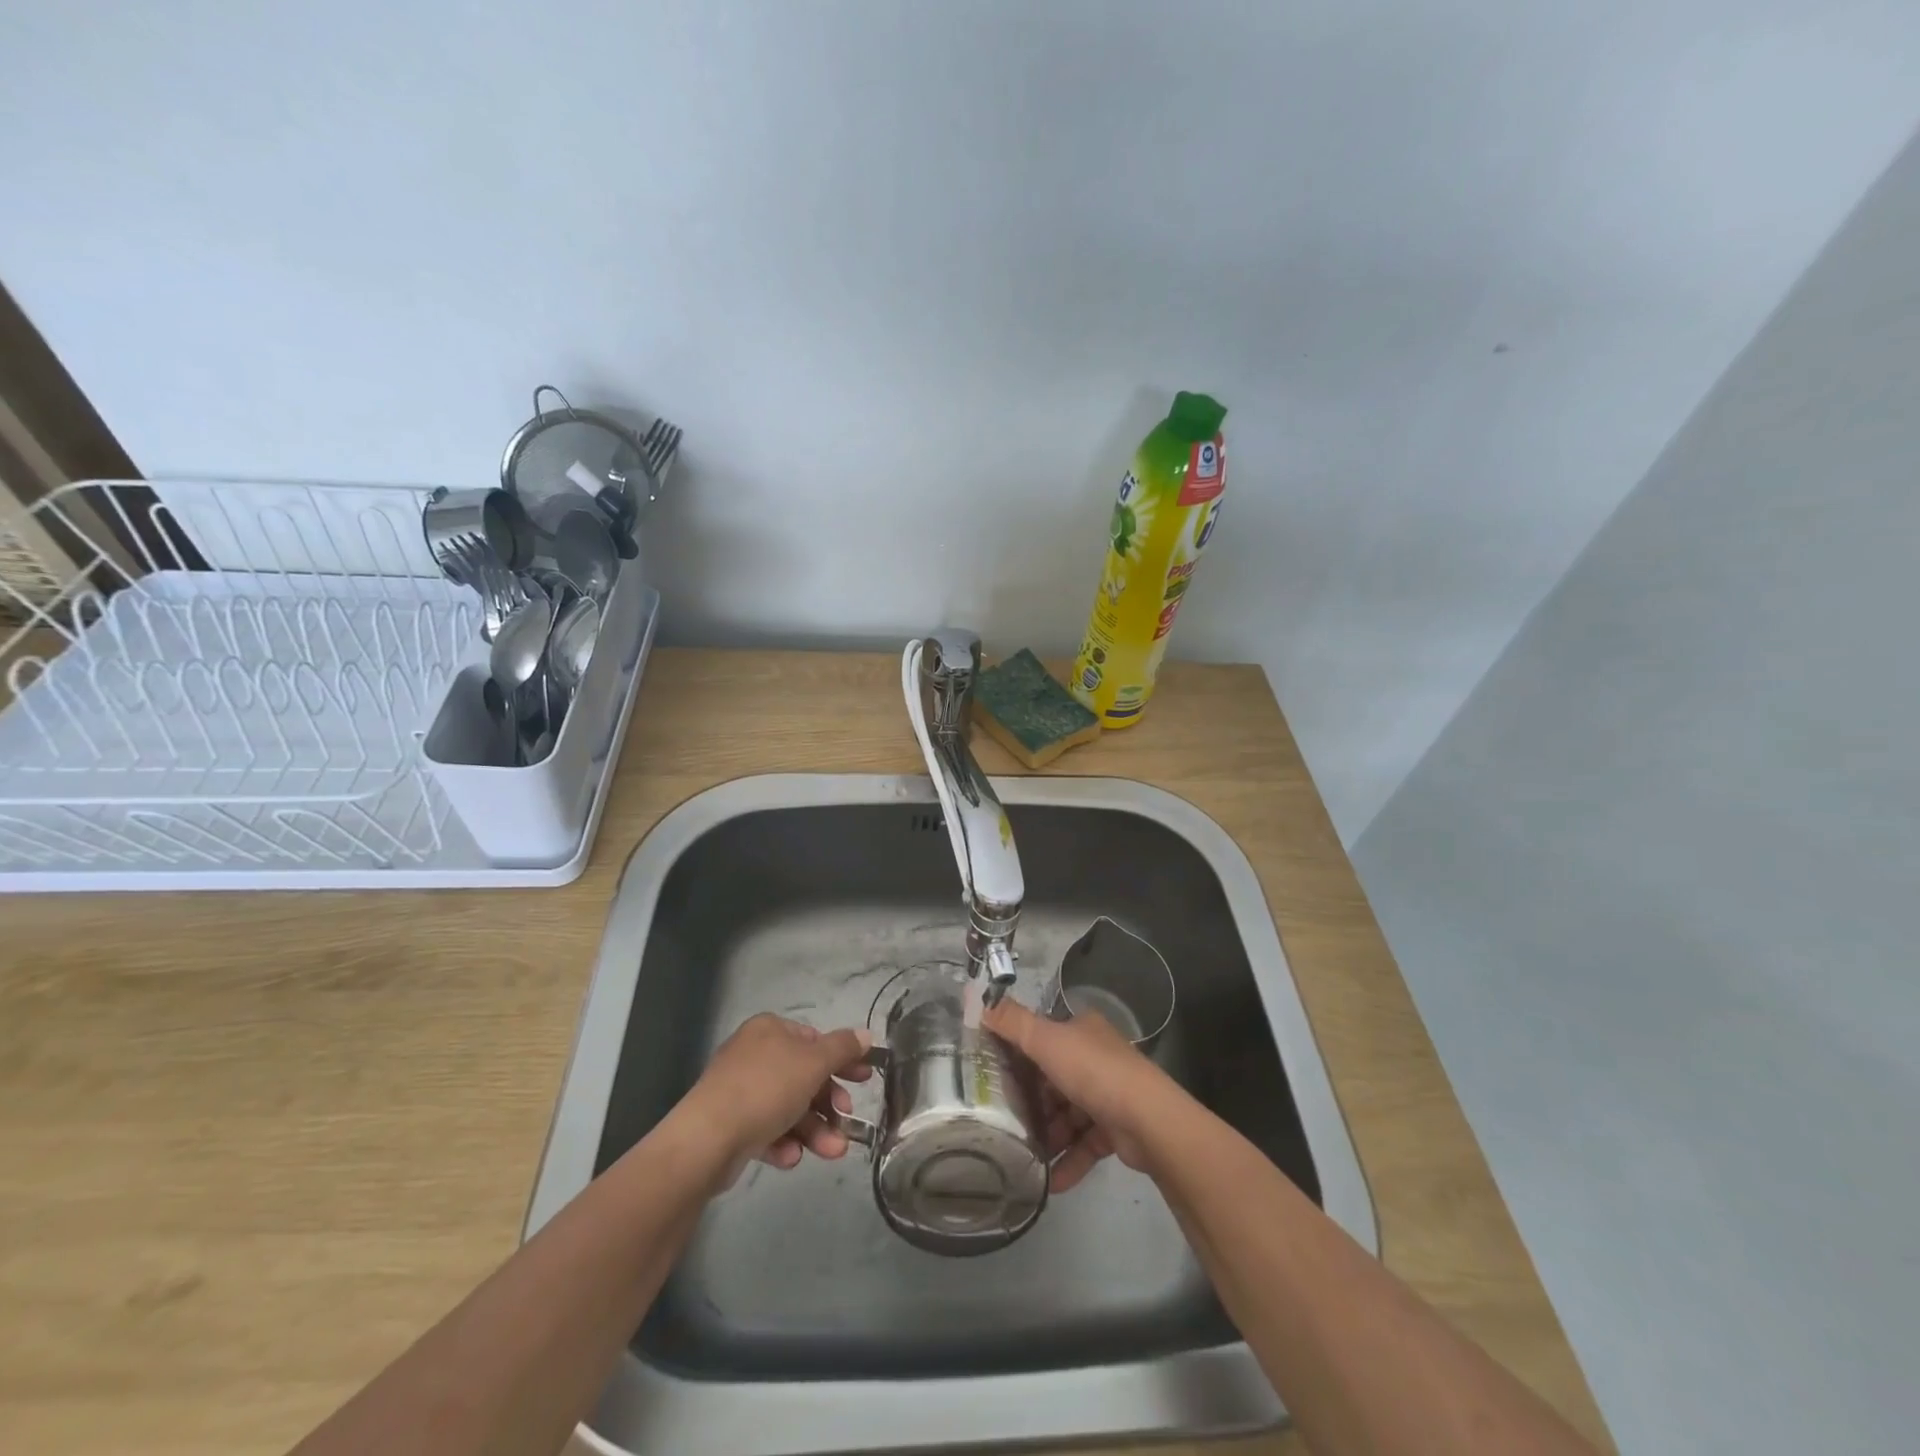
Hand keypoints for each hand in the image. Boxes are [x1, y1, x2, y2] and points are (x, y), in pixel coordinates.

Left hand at [677, 1014, 873, 1177]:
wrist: (707, 1139)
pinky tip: (790, 1158)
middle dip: (829, 1105)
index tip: (864, 1081)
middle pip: (804, 1078)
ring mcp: (740, 1090)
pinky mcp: (730, 1125)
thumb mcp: (814, 1063)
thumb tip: (866, 1035)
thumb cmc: (766, 1088)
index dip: (842, 1061)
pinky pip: (767, 1129)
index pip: (815, 1040)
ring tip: (832, 1152)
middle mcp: (754, 1054)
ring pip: (789, 1108)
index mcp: (771, 1030)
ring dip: (814, 1130)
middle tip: (847, 1121)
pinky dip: (784, 1143)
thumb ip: (843, 1048)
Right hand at [982, 996, 1182, 1192]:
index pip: (1044, 1039)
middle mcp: (1096, 1057)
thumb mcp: (1047, 1041)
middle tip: (1004, 1123)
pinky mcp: (1117, 1129)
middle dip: (1032, 1103)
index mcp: (1082, 1031)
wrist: (1149, 1121)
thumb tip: (981, 1002)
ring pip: (1068, 1115)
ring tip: (1024, 1156)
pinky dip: (1068, 1161)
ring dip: (1048, 1136)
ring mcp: (1109, 1094)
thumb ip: (1013, 1023)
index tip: (994, 1078)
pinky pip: (1085, 1144)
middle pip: (1054, 1079)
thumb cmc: (1094, 1072)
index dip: (1019, 1056)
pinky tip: (1049, 1181)